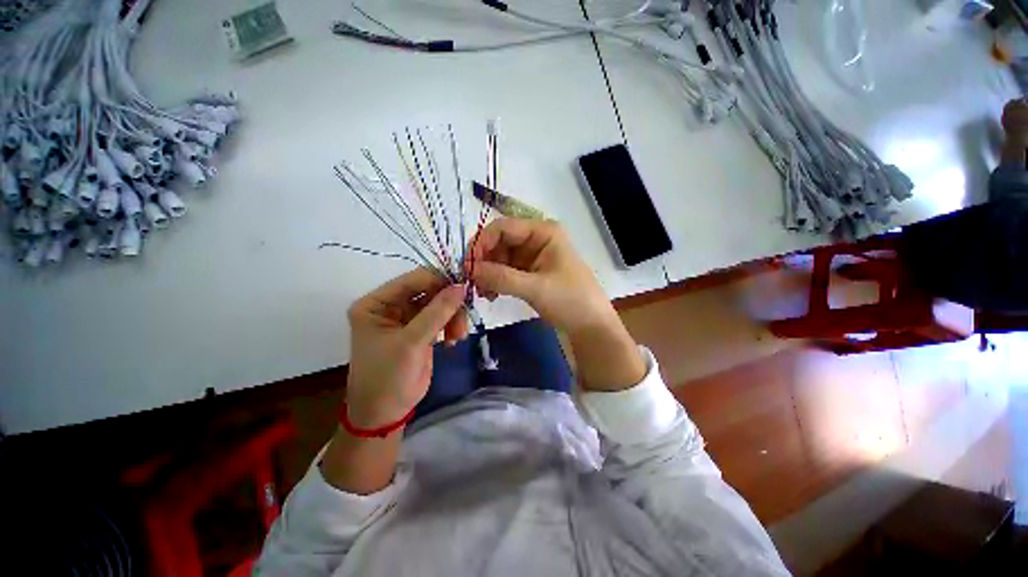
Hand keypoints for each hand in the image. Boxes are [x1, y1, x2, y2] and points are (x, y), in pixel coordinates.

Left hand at [346, 268, 468, 427]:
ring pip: (440, 304)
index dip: (440, 280)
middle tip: (464, 316)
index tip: (465, 287)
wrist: (385, 413)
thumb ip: (437, 312)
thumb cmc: (387, 377)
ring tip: (458, 336)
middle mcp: (391, 306)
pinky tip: (453, 341)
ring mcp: (407, 318)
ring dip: (453, 317)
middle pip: (429, 290)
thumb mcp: (411, 343)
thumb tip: (461, 286)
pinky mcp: (421, 330)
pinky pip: (442, 318)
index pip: (413, 280)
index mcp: (377, 303)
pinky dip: (452, 326)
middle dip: (449, 303)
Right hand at [469, 218, 645, 390]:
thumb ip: (501, 277)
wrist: (591, 326)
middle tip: (472, 283)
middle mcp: (536, 239)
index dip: (482, 243)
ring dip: (488, 273)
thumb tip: (469, 270)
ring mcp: (533, 256)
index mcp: (543, 232)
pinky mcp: (530, 272)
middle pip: (500, 242)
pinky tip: (491, 295)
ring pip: (500, 257)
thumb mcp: (536, 288)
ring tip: (483, 294)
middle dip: (484, 261)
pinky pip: (506, 271)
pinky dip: (496, 281)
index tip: (468, 266)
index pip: (503, 227)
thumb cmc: (570, 301)